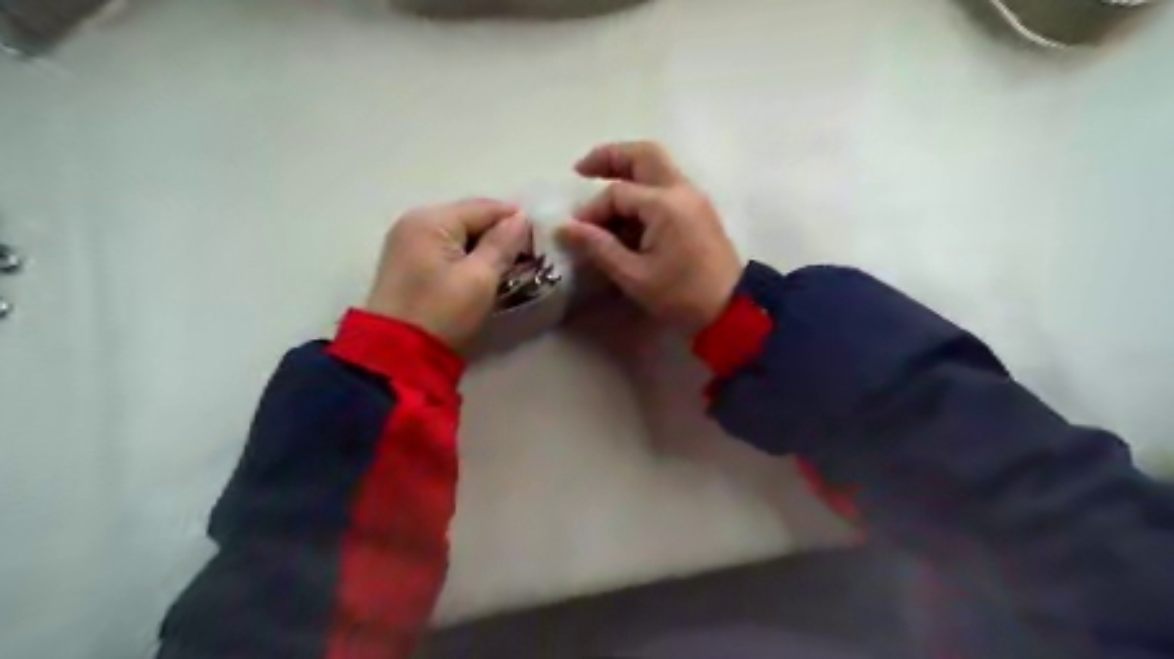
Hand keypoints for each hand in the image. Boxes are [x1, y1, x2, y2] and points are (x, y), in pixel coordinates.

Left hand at [365, 198, 529, 350]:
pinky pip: (445, 248)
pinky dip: (467, 256)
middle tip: (527, 256)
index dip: (515, 220)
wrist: (398, 354)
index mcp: (431, 220)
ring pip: (458, 234)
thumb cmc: (443, 312)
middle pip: (469, 217)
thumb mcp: (480, 278)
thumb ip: (502, 244)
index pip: (484, 208)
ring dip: (485, 246)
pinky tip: (483, 272)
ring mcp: (407, 242)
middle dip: (500, 234)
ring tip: (509, 265)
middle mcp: (415, 222)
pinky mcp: (407, 262)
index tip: (541, 241)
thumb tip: (521, 218)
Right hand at [558, 140, 741, 331]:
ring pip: (657, 166)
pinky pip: (666, 185)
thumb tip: (564, 228)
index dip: (592, 210)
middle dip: (610, 157)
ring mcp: (693, 198)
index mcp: (665, 204)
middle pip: (644, 154)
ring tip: (600, 189)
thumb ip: (598, 247)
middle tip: (582, 170)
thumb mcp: (633, 275)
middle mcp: (681, 190)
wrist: (730, 309)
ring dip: (628, 170)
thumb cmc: (680, 295)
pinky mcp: (698, 210)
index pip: (617, 193)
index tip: (576, 231)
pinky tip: (627, 213)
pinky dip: (643, 188)